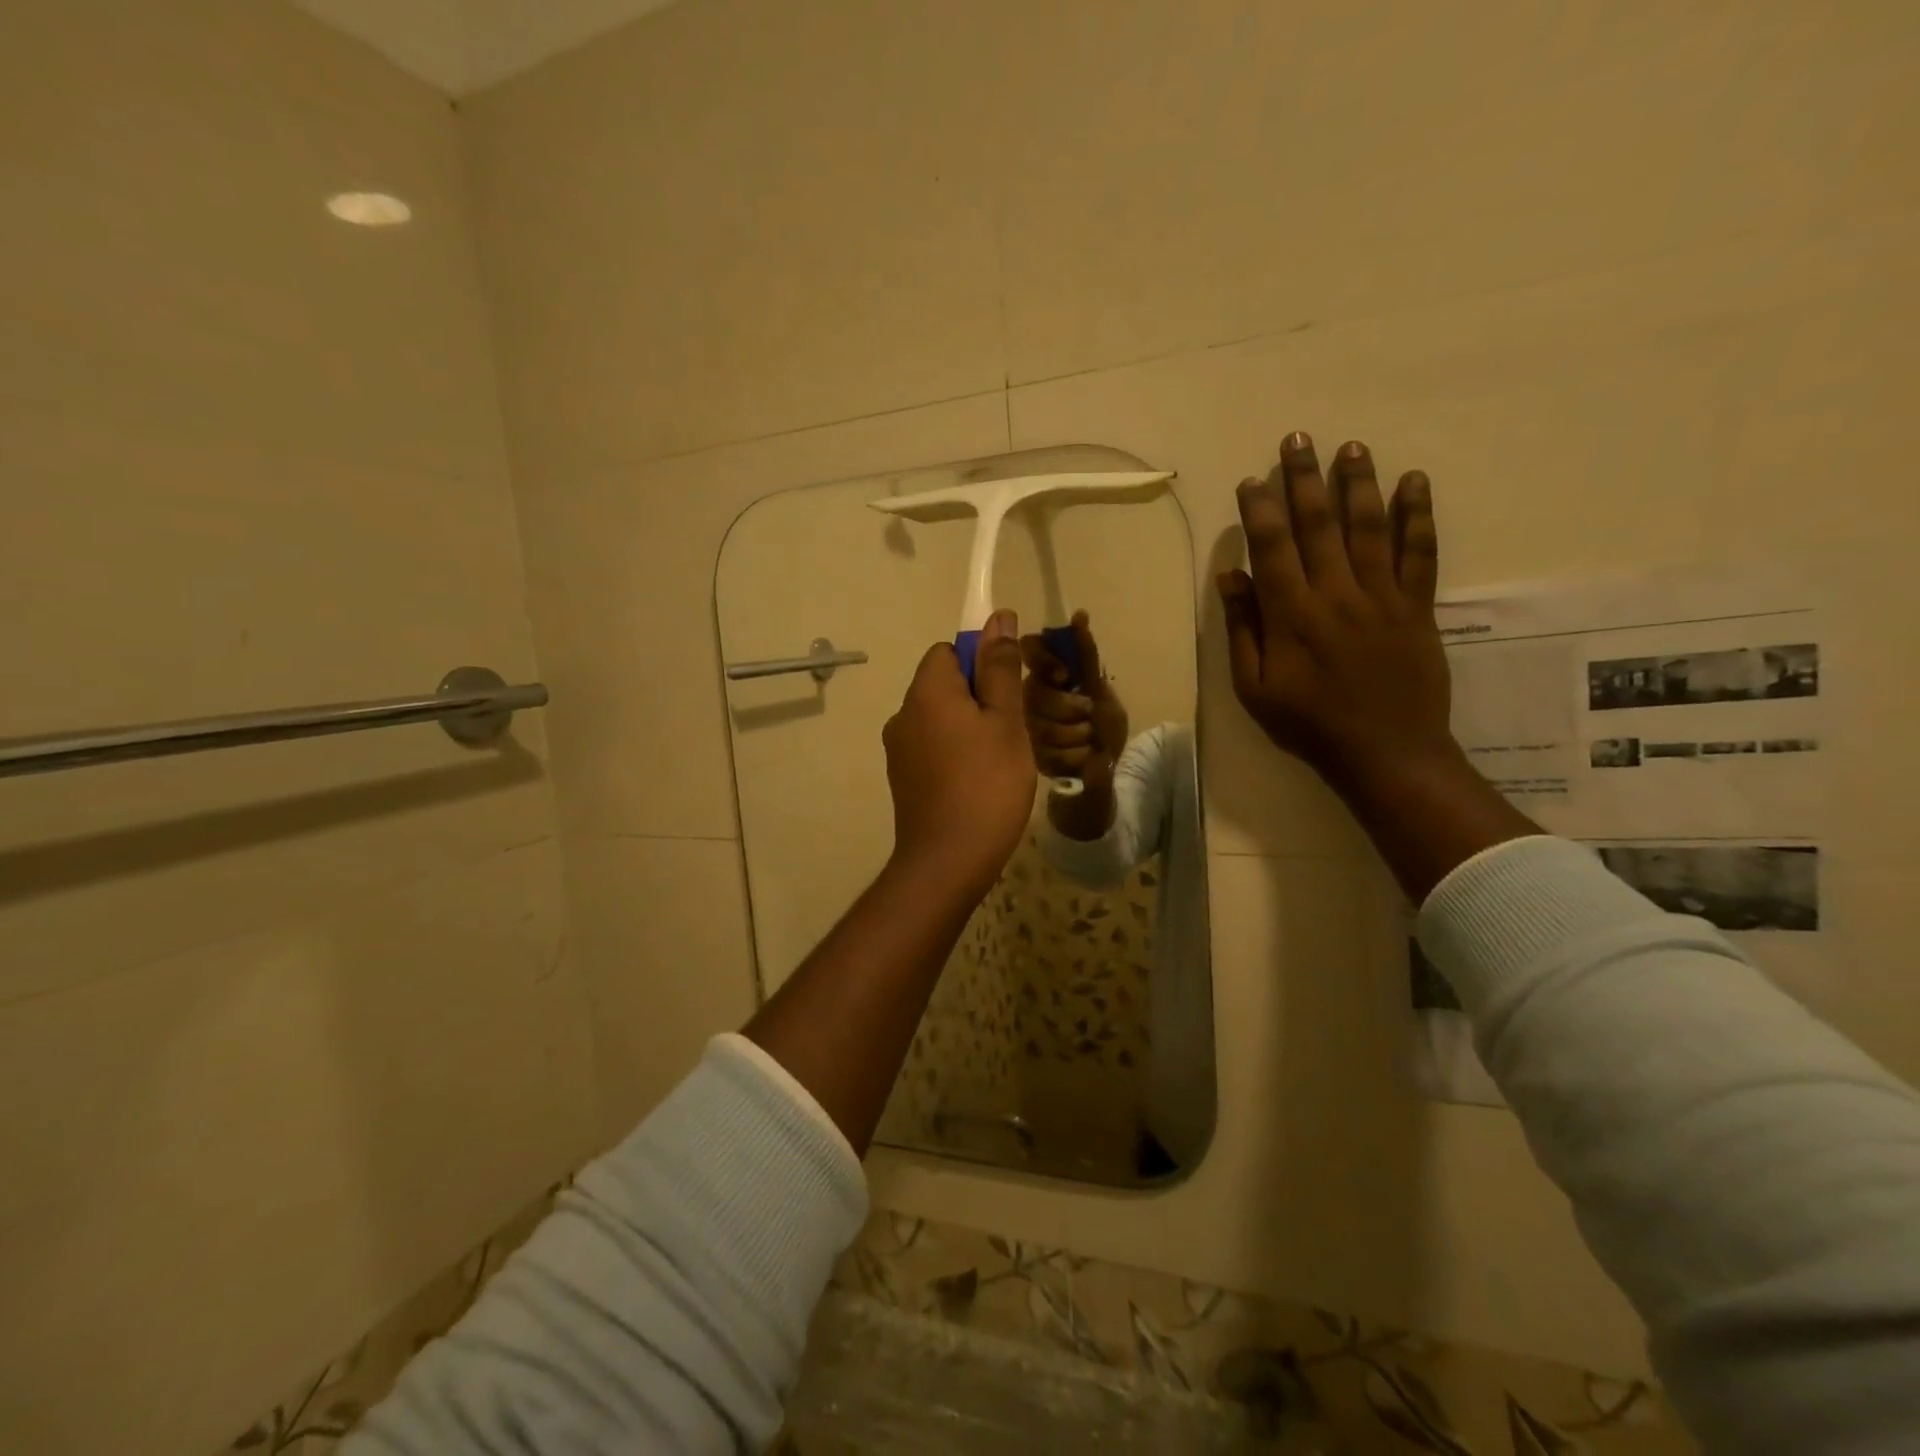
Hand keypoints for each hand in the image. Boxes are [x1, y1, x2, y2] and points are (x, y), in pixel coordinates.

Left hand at [883, 609, 1036, 898]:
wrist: (948, 860)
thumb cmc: (987, 784)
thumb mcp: (1005, 720)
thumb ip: (1000, 668)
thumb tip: (998, 618)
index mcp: (926, 691)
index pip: (949, 650)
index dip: (981, 662)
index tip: (1007, 693)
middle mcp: (903, 713)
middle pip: (944, 684)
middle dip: (979, 697)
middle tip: (1011, 730)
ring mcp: (898, 749)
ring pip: (940, 718)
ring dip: (969, 727)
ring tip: (999, 760)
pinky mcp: (902, 778)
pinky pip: (932, 747)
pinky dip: (954, 753)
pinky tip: (978, 782)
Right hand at [1019, 611, 1129, 787]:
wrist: (1108, 767)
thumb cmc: (1104, 723)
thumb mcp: (1099, 687)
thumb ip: (1085, 654)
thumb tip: (1079, 614)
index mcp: (1044, 675)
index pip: (1029, 649)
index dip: (1044, 660)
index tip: (1063, 675)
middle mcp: (1027, 698)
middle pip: (1037, 694)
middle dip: (1071, 708)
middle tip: (1088, 714)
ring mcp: (1024, 729)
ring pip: (1042, 726)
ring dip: (1077, 734)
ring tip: (1088, 739)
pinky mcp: (1028, 758)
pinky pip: (1048, 752)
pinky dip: (1074, 756)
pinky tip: (1081, 756)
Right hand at [1217, 433, 1453, 787]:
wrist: (1386, 752)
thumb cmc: (1309, 724)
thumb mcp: (1254, 688)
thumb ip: (1243, 630)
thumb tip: (1231, 578)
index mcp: (1292, 615)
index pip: (1272, 548)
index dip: (1261, 510)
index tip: (1252, 481)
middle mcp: (1336, 593)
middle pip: (1319, 525)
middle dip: (1305, 479)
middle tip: (1298, 439)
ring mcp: (1382, 597)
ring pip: (1369, 527)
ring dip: (1359, 484)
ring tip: (1352, 447)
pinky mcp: (1418, 607)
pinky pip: (1420, 553)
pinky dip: (1419, 516)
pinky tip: (1415, 482)